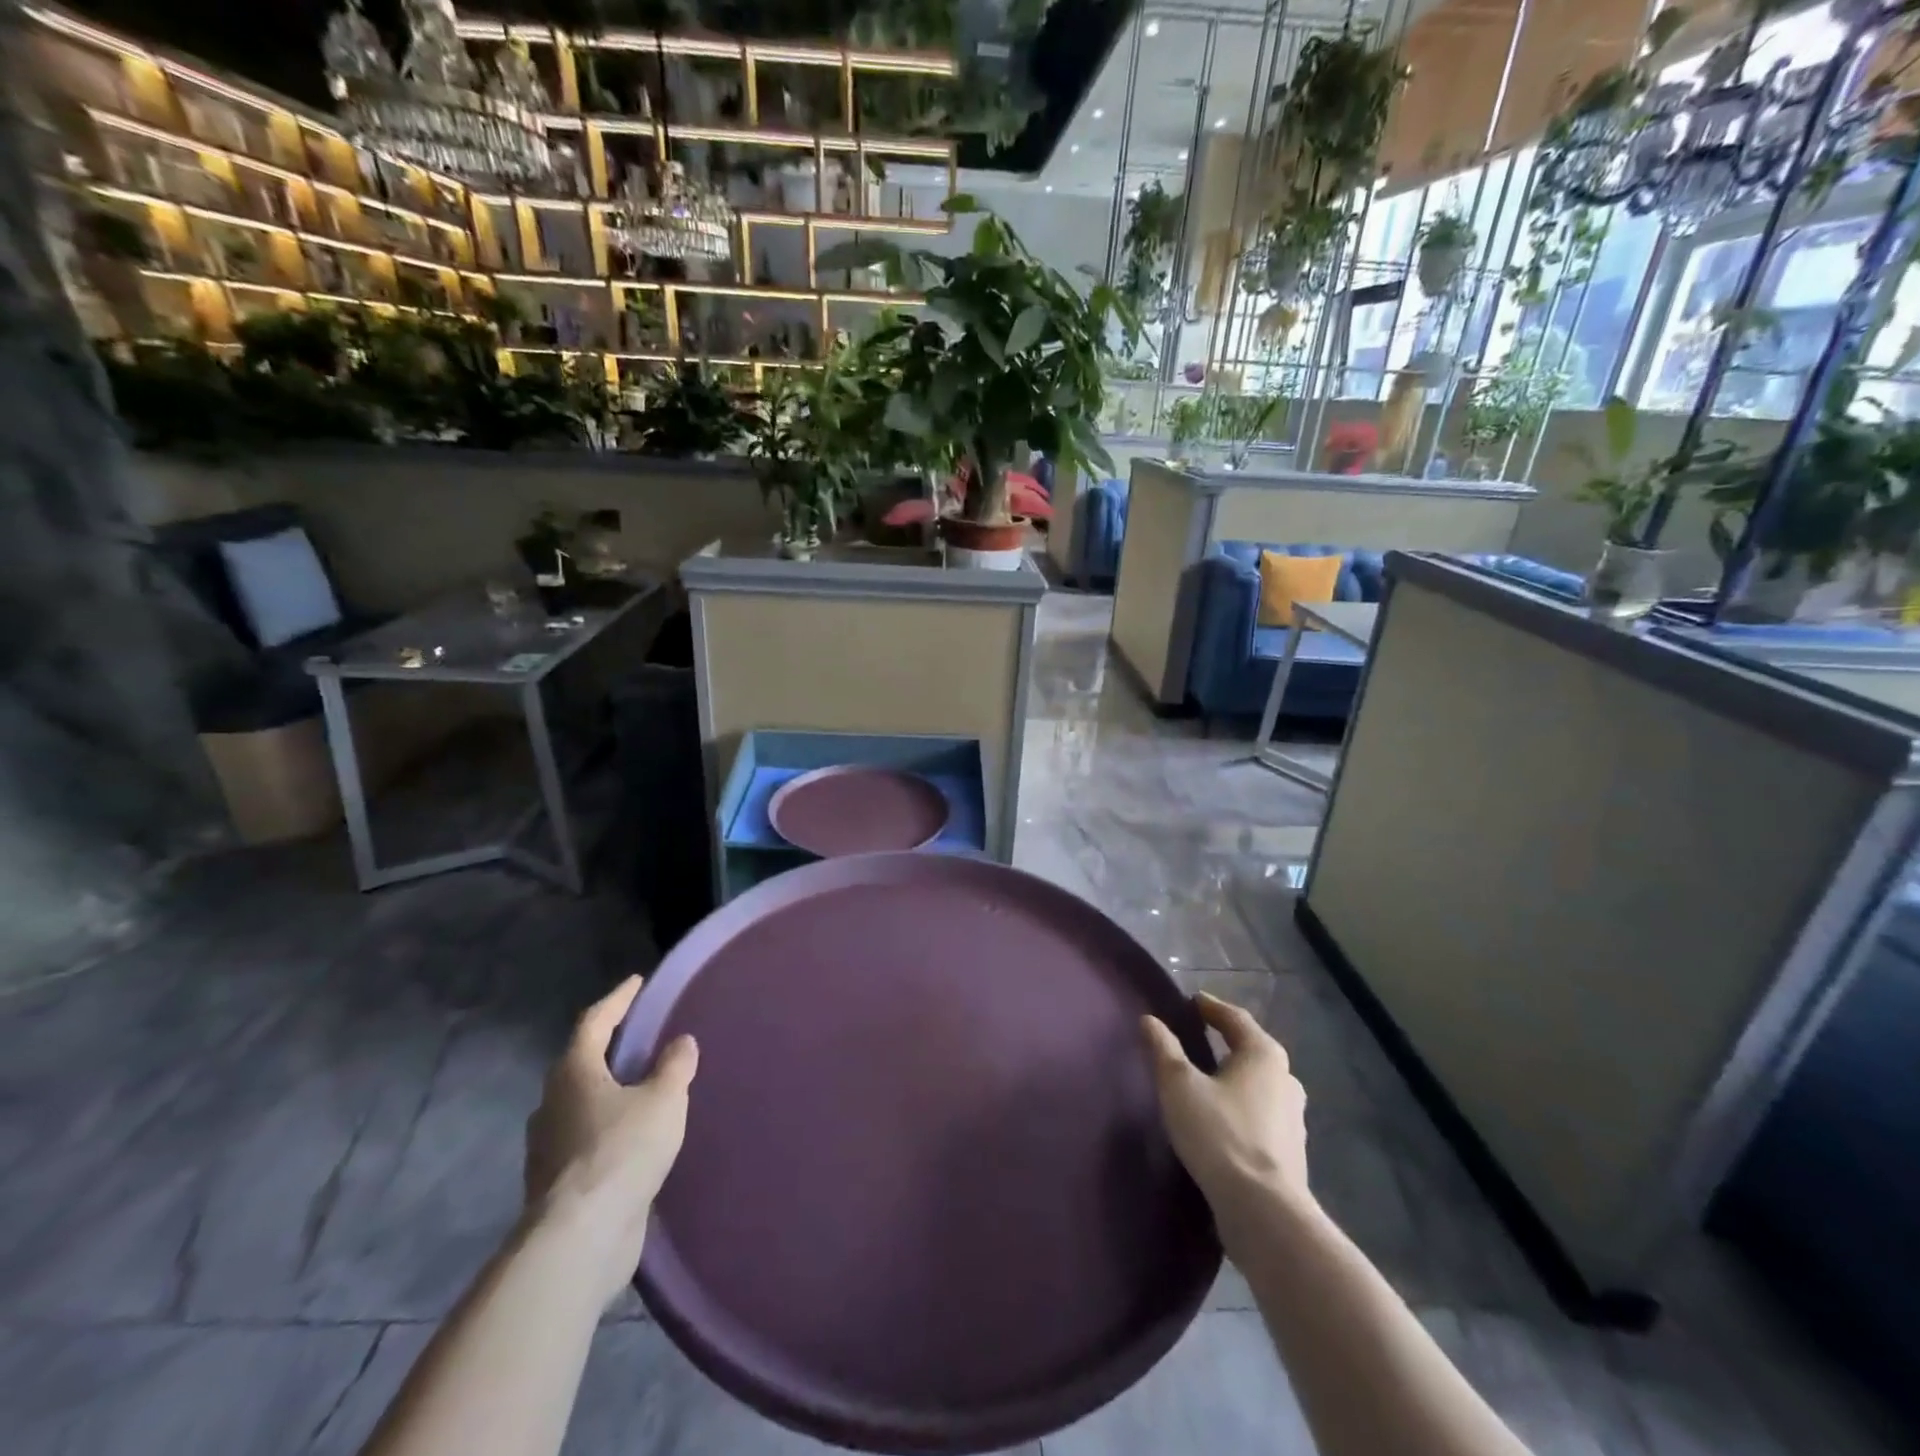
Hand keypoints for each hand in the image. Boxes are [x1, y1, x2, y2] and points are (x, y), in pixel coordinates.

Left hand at [523, 976, 697, 1304]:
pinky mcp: (556, 1184)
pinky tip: (631, 1137)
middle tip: (640, 1036)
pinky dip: (607, 1128)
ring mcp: (548, 1147)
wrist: (580, 1239)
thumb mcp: (663, 1099)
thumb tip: (681, 1042)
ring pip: (580, 1104)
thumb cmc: (622, 1151)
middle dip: (609, 1047)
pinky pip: (584, 1140)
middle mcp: (553, 1103)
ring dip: (607, 1092)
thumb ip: (674, 1066)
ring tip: (640, 1088)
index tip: (637, 982)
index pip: (594, 1021)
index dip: (618, 999)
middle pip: (581, 1062)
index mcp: (574, 1072)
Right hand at [1142, 992, 1311, 1233]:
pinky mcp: (1290, 1151)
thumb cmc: (1220, 1134)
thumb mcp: (1179, 1085)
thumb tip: (1150, 1020)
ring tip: (1209, 1077)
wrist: (1264, 1212)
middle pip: (1252, 1049)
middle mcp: (1286, 1079)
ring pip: (1259, 1084)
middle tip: (1199, 1036)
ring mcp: (1293, 1118)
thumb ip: (1164, 1049)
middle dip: (1227, 1041)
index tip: (1193, 1002)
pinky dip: (1242, 1105)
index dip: (1211, 1008)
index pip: (1235, 1019)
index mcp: (1263, 1055)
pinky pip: (1261, 1113)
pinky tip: (1224, 1118)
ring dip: (1236, 1076)